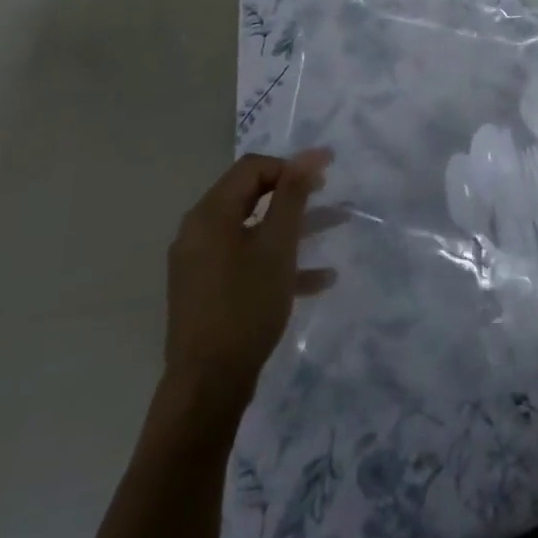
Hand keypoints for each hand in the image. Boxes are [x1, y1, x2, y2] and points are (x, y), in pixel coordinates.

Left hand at [164, 149, 335, 414]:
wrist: (208, 382)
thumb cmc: (246, 305)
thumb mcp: (278, 246)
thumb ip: (292, 196)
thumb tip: (308, 155)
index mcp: (210, 215)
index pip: (252, 168)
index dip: (291, 165)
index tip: (327, 176)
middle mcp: (199, 232)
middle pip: (252, 196)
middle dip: (296, 193)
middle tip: (330, 195)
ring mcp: (202, 263)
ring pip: (255, 230)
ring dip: (296, 226)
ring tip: (337, 226)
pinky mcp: (209, 289)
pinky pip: (248, 260)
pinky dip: (280, 260)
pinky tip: (320, 278)